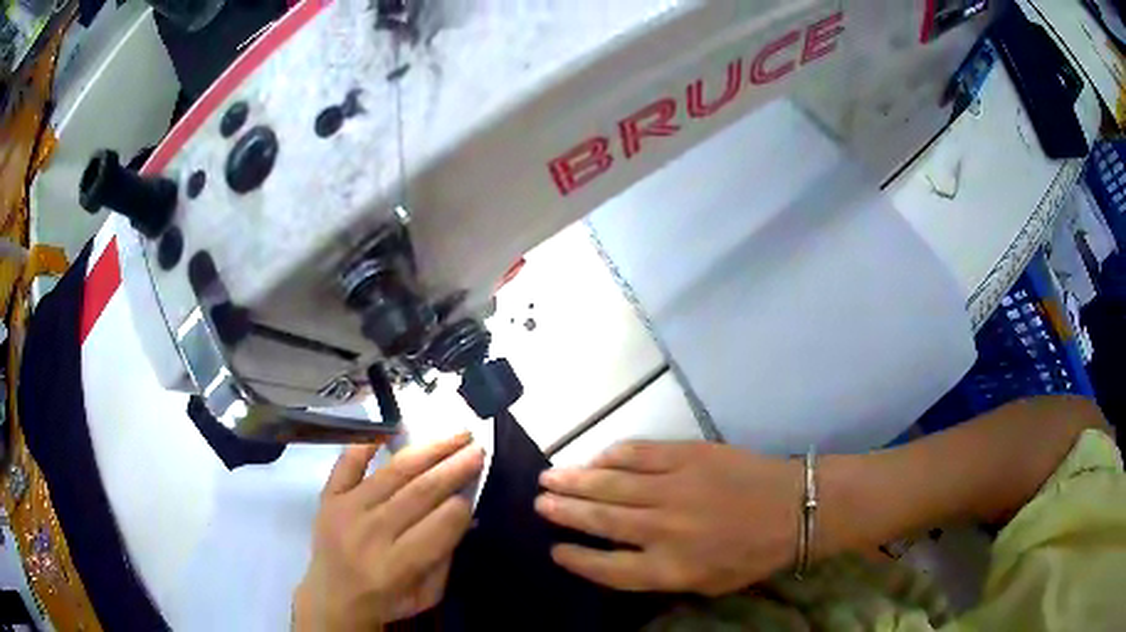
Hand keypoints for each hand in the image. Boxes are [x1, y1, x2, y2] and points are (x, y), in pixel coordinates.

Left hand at [293, 432, 483, 630]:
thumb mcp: (428, 593)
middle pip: (420, 492)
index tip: (477, 485)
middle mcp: (371, 532)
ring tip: (454, 435)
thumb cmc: (387, 599)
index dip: (463, 503)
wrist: (333, 597)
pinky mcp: (329, 497)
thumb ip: (446, 556)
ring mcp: (347, 510)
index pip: (440, 524)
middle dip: (454, 468)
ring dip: (428, 450)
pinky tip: (389, 430)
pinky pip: (346, 464)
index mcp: (397, 564)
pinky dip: (365, 445)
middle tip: (478, 448)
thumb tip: (465, 514)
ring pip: (393, 472)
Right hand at [536, 441, 800, 595]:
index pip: (606, 567)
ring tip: (549, 478)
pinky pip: (637, 453)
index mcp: (669, 568)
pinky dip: (611, 455)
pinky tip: (595, 458)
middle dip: (564, 511)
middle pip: (600, 519)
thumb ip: (660, 574)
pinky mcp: (687, 456)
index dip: (576, 559)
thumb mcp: (706, 583)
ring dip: (576, 480)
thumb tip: (619, 558)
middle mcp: (663, 528)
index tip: (555, 549)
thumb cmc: (751, 554)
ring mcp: (673, 488)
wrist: (792, 507)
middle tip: (539, 502)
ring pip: (610, 483)